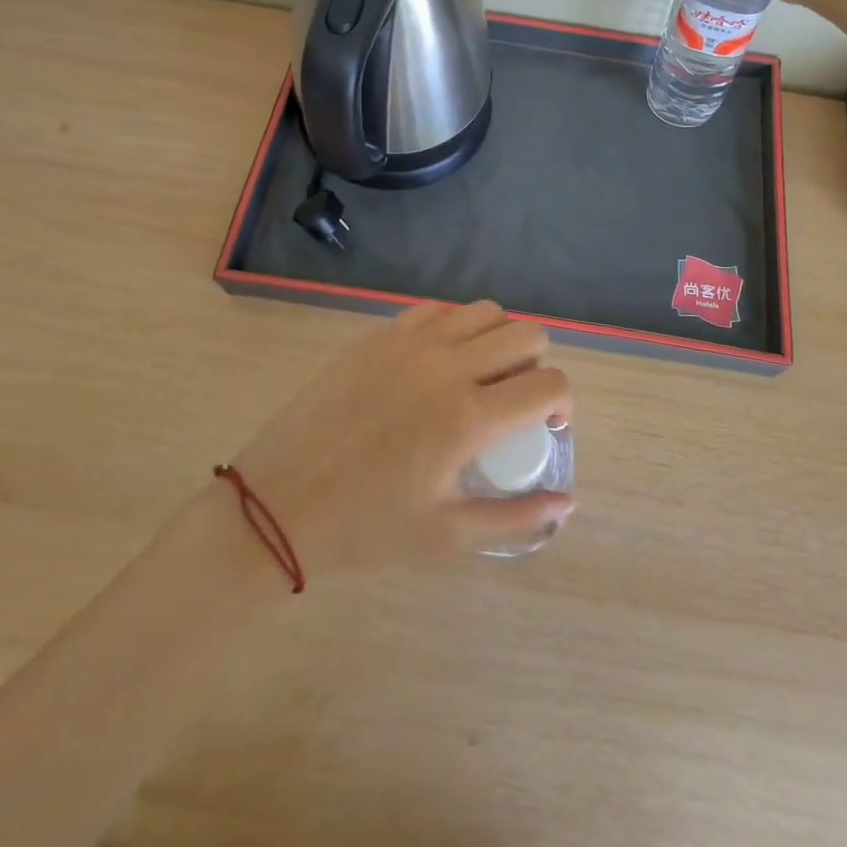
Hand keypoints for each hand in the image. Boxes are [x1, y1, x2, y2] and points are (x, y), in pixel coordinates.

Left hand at [224, 302, 573, 578]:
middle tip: (514, 401)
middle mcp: (446, 365)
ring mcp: (410, 342)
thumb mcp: (445, 536)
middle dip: (537, 366)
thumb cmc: (364, 527)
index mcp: (467, 417)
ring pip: (486, 311)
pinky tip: (439, 361)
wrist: (278, 502)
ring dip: (499, 340)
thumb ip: (515, 518)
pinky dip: (455, 327)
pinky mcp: (379, 334)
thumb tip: (568, 503)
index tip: (549, 425)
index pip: (549, 385)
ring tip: (480, 376)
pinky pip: (438, 310)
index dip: (563, 404)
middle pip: (527, 334)